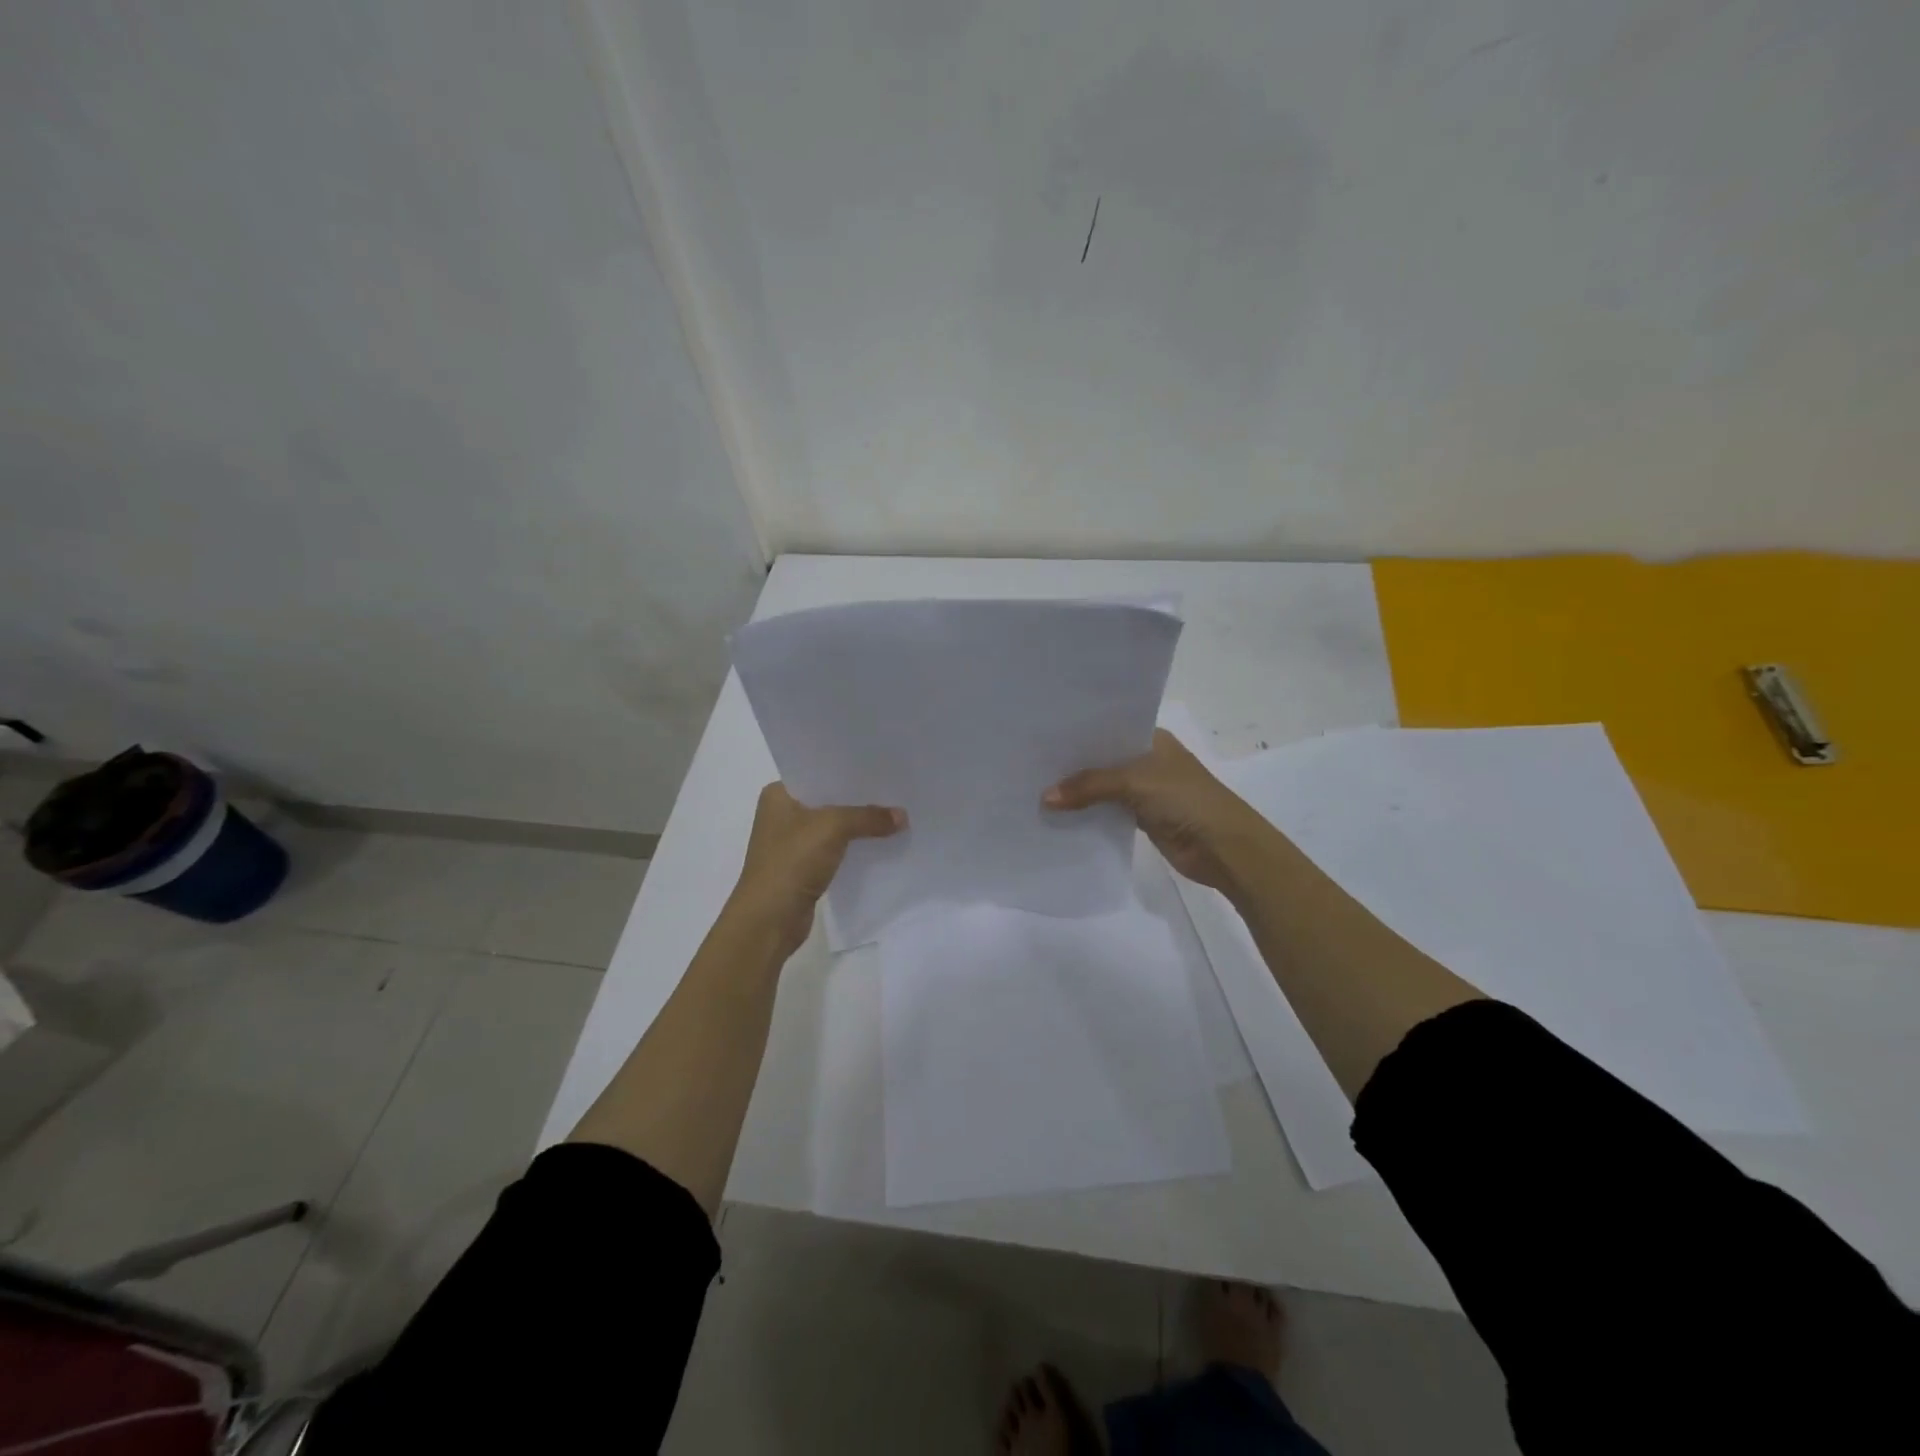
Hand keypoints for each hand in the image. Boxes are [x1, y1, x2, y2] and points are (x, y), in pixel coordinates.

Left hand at [726, 783, 904, 959]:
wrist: (769, 920)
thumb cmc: (791, 862)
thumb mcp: (833, 828)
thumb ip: (868, 817)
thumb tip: (903, 816)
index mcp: (779, 795)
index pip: (819, 772)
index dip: (849, 770)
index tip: (882, 765)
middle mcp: (782, 814)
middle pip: (829, 799)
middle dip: (859, 798)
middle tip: (895, 788)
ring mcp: (792, 842)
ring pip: (833, 825)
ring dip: (859, 824)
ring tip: (895, 814)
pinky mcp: (803, 867)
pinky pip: (835, 849)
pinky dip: (855, 846)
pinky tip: (881, 843)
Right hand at [1044, 729, 1269, 895]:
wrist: (1225, 848)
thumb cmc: (1186, 800)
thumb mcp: (1135, 782)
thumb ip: (1090, 786)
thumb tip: (1045, 797)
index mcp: (1153, 738)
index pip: (1109, 728)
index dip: (1078, 732)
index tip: (1041, 733)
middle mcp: (1148, 760)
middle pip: (1103, 758)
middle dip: (1072, 763)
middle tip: (1029, 761)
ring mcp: (1146, 790)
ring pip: (1103, 786)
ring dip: (1078, 791)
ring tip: (1034, 786)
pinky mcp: (1143, 818)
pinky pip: (1108, 811)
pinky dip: (1088, 813)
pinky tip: (1059, 813)